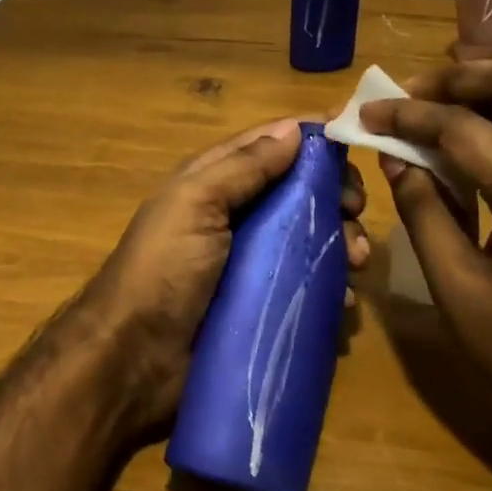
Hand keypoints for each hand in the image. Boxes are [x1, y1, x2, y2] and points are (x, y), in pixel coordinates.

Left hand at [83, 118, 369, 434]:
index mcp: (215, 183)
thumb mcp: (194, 204)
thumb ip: (243, 166)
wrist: (134, 361)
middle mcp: (238, 216)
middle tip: (356, 210)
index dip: (312, 141)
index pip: (271, 146)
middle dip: (334, 195)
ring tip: (357, 261)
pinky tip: (345, 297)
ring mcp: (254, 263)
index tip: (354, 143)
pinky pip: (308, 285)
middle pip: (299, 191)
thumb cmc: (163, 271)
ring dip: (341, 241)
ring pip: (311, 238)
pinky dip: (331, 285)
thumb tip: (296, 129)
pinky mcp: (265, 304)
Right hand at [360, 62, 491, 483]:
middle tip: (409, 96)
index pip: (466, 128)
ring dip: (482, 97)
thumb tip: (395, 160)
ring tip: (428, 115)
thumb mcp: (458, 289)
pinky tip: (464, 154)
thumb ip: (424, 213)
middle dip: (460, 79)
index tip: (366, 112)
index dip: (409, 115)